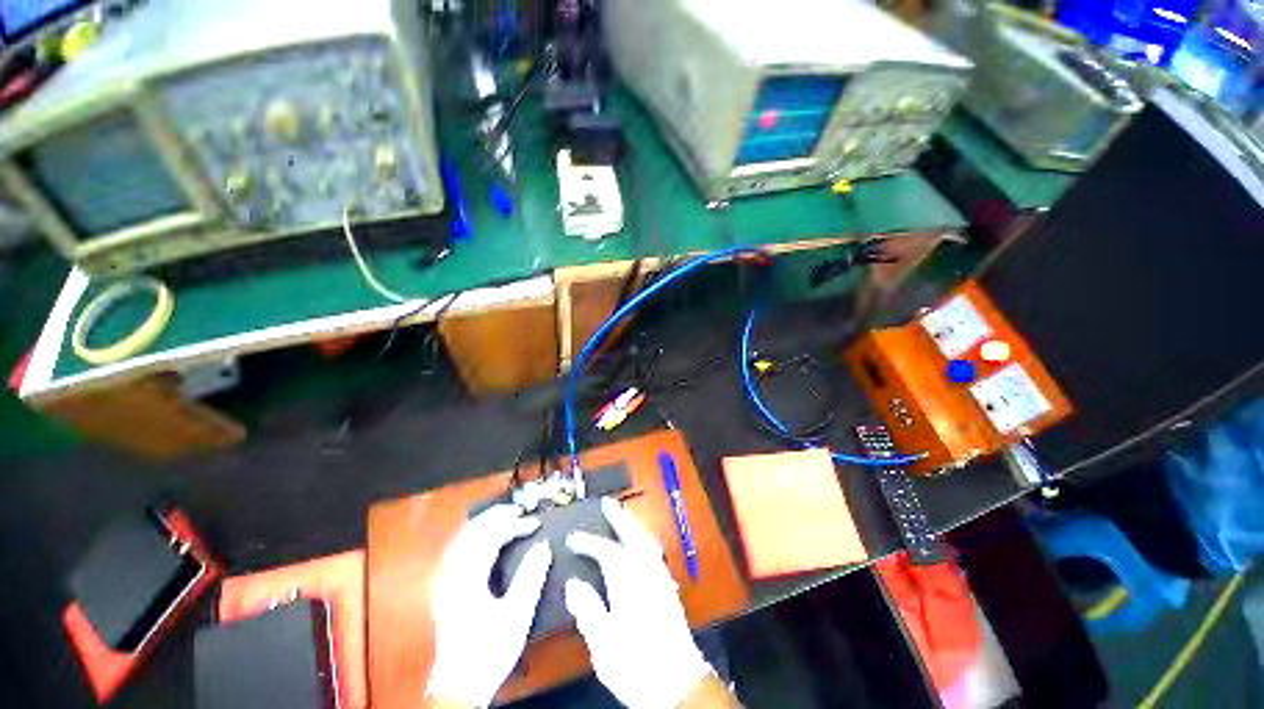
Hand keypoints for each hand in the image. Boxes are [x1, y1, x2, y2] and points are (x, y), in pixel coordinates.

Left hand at [426, 504, 552, 707]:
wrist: (460, 686)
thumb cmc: (490, 650)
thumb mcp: (517, 615)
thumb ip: (531, 577)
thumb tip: (544, 546)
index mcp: (467, 580)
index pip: (492, 538)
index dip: (515, 525)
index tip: (535, 524)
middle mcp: (451, 575)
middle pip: (472, 532)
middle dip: (497, 515)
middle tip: (520, 509)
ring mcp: (444, 582)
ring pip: (462, 538)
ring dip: (485, 523)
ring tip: (506, 516)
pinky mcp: (444, 588)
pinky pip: (458, 549)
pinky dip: (474, 535)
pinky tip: (485, 537)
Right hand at [565, 497, 713, 708]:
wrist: (678, 683)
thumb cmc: (637, 664)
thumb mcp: (604, 643)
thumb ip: (588, 609)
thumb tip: (574, 583)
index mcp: (630, 582)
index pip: (607, 552)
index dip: (588, 543)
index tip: (572, 539)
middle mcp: (648, 573)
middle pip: (634, 535)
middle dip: (619, 517)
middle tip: (607, 503)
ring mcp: (661, 578)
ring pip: (646, 541)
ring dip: (632, 525)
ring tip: (621, 516)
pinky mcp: (668, 587)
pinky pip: (653, 552)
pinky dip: (643, 539)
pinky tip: (638, 543)